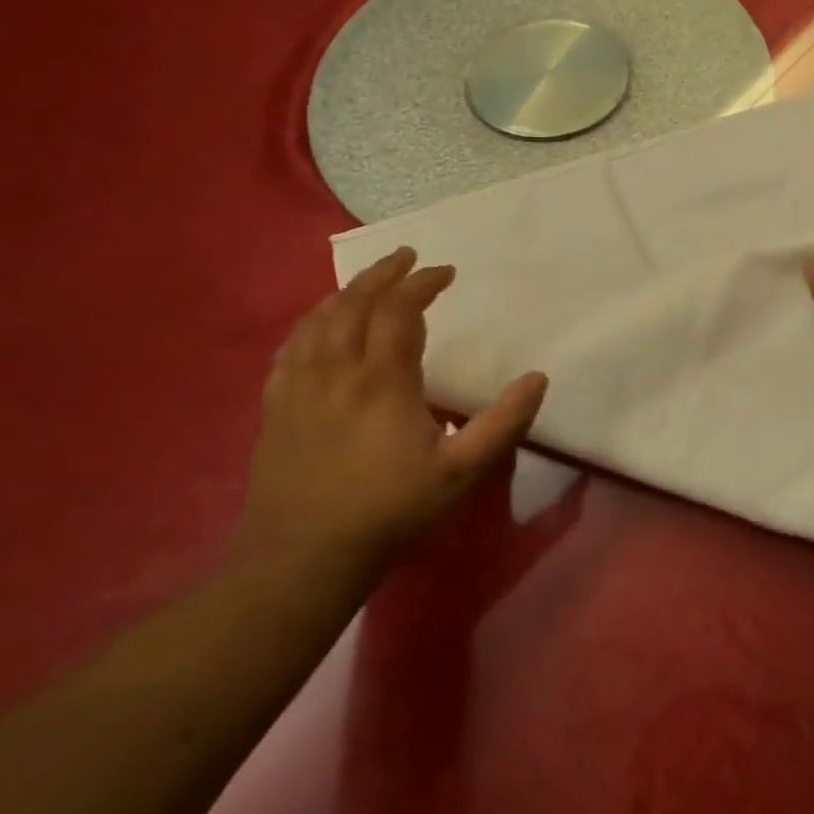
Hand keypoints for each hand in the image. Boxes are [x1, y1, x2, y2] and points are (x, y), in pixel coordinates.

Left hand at [241, 248, 547, 571]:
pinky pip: (290, 349)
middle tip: (406, 256)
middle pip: (354, 304)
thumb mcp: (462, 470)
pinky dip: (309, 324)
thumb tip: (538, 378)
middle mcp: (336, 371)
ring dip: (345, 293)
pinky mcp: (276, 408)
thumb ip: (504, 422)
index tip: (446, 272)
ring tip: (367, 282)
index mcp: (383, 381)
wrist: (304, 556)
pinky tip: (317, 327)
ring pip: (318, 321)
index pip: (401, 312)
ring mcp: (299, 388)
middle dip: (382, 274)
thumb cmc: (390, 510)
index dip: (423, 284)